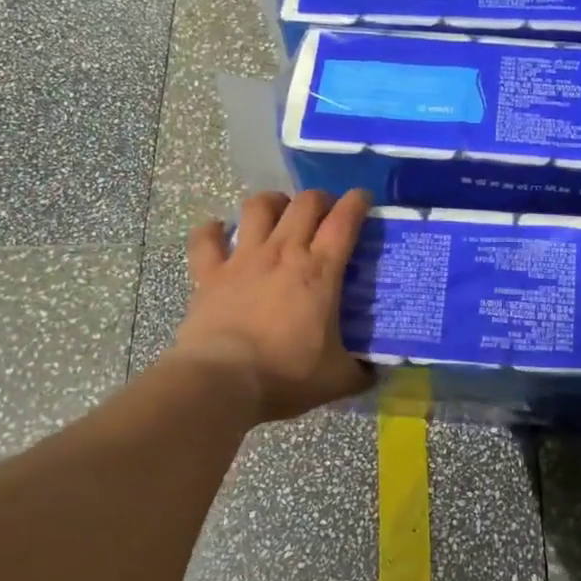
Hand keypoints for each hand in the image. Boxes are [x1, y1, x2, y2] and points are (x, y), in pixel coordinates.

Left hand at [171, 189, 373, 424]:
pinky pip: (206, 238)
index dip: (357, 202)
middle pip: (305, 203)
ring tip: (279, 212)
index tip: (363, 199)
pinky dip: (212, 230)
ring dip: (273, 202)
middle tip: (326, 214)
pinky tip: (218, 231)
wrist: (223, 382)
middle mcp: (283, 252)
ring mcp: (243, 259)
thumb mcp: (338, 379)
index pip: (344, 220)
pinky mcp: (208, 273)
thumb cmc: (286, 376)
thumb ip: (361, 371)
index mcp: (320, 271)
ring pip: (258, 206)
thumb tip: (375, 372)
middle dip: (320, 199)